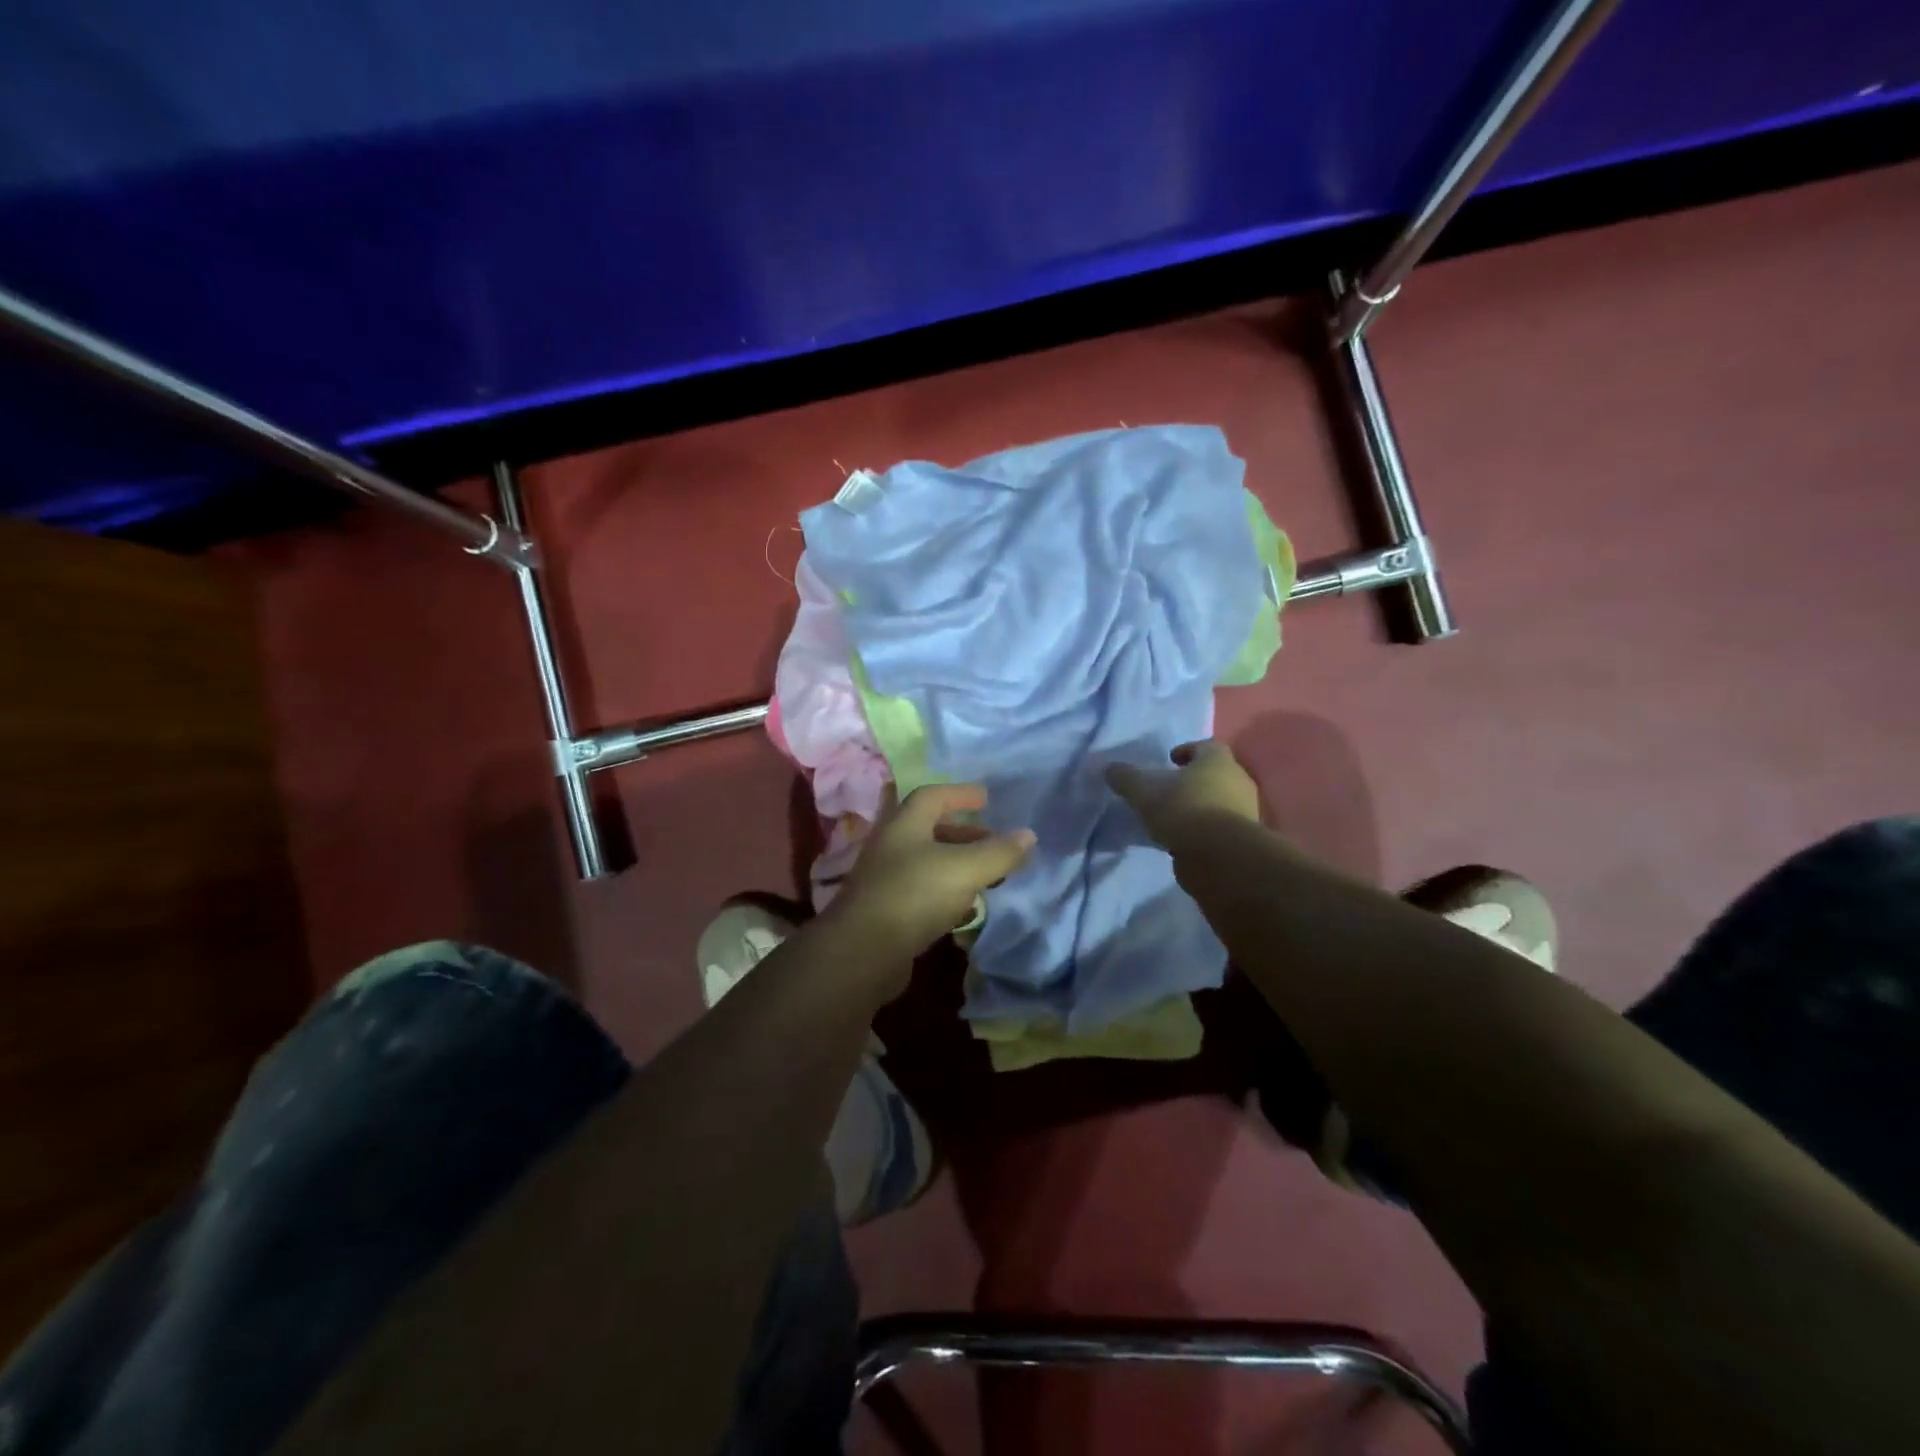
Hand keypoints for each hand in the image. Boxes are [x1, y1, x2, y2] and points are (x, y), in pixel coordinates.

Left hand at [830, 784, 1034, 976]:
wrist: (862, 953)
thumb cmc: (914, 895)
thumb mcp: (964, 869)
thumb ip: (998, 853)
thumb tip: (1029, 835)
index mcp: (905, 824)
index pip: (933, 796)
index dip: (961, 794)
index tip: (987, 799)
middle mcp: (891, 846)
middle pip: (930, 830)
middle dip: (964, 834)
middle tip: (994, 841)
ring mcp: (885, 879)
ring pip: (927, 863)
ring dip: (957, 865)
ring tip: (987, 876)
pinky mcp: (886, 911)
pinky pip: (922, 892)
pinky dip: (947, 893)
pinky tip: (965, 908)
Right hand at [1105, 740, 1259, 845]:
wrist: (1220, 857)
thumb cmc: (1184, 810)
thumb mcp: (1144, 791)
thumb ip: (1125, 778)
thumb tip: (1108, 768)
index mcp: (1217, 761)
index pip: (1206, 746)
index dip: (1187, 750)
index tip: (1169, 760)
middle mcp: (1237, 781)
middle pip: (1216, 774)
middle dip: (1193, 780)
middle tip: (1169, 788)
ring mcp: (1244, 812)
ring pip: (1219, 802)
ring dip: (1199, 806)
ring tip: (1172, 817)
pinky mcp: (1243, 840)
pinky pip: (1220, 828)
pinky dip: (1204, 830)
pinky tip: (1183, 839)